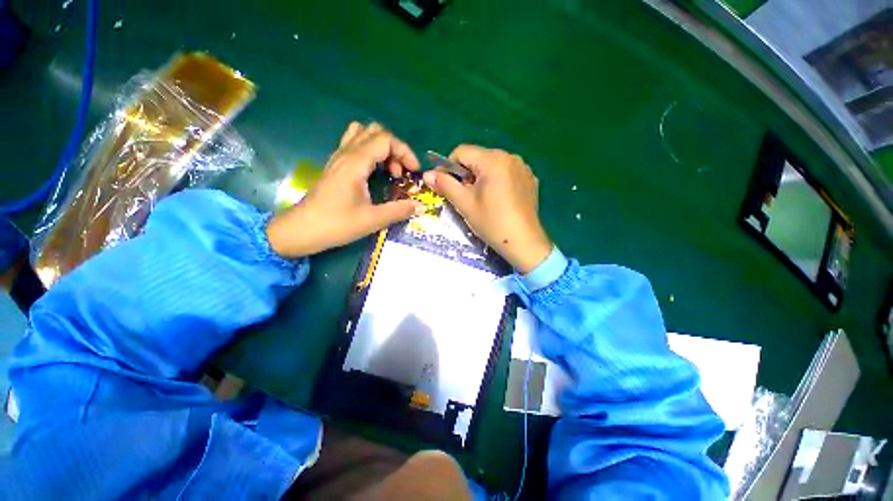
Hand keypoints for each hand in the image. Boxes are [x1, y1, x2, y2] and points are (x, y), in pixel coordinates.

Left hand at [266, 122, 423, 257]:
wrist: (300, 230)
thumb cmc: (336, 225)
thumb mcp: (372, 220)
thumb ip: (399, 211)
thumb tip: (421, 206)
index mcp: (355, 163)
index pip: (386, 140)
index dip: (405, 152)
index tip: (413, 172)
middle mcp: (346, 154)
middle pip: (375, 131)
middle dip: (395, 149)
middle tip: (401, 172)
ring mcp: (338, 158)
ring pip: (363, 134)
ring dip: (381, 147)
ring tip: (388, 170)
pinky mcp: (335, 165)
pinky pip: (354, 145)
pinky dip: (370, 152)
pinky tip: (374, 173)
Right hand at [423, 145, 551, 272]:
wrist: (524, 242)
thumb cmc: (492, 222)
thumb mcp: (465, 204)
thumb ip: (445, 185)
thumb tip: (427, 174)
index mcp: (493, 160)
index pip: (461, 152)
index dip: (448, 166)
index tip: (444, 185)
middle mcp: (510, 157)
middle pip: (478, 158)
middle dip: (466, 174)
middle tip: (463, 196)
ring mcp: (523, 167)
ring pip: (492, 165)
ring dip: (481, 178)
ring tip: (481, 199)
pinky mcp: (530, 179)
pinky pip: (506, 173)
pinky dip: (497, 181)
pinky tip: (498, 200)